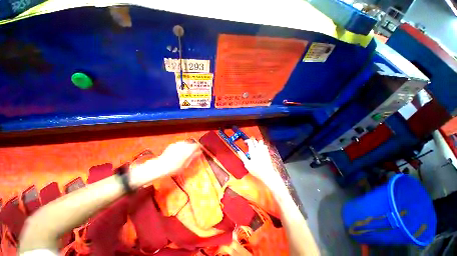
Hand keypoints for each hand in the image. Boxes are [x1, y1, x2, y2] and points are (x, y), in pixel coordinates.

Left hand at [129, 140, 201, 187]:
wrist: (160, 166)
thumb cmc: (175, 168)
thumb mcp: (186, 164)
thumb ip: (193, 157)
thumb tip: (199, 152)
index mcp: (188, 149)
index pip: (197, 145)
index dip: (199, 148)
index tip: (199, 151)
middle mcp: (184, 145)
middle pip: (191, 143)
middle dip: (193, 147)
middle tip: (192, 153)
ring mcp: (177, 144)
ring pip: (186, 143)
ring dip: (187, 147)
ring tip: (185, 153)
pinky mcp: (172, 145)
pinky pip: (180, 144)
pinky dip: (182, 147)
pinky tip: (179, 152)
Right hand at [237, 138, 282, 188]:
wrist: (267, 173)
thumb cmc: (256, 170)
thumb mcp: (247, 164)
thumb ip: (243, 157)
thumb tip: (238, 151)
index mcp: (253, 151)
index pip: (250, 141)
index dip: (247, 140)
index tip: (244, 142)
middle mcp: (259, 149)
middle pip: (255, 140)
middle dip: (251, 140)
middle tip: (249, 144)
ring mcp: (264, 150)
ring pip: (261, 142)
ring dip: (257, 142)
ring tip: (255, 146)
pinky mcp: (267, 153)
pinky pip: (265, 146)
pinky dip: (262, 145)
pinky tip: (260, 149)